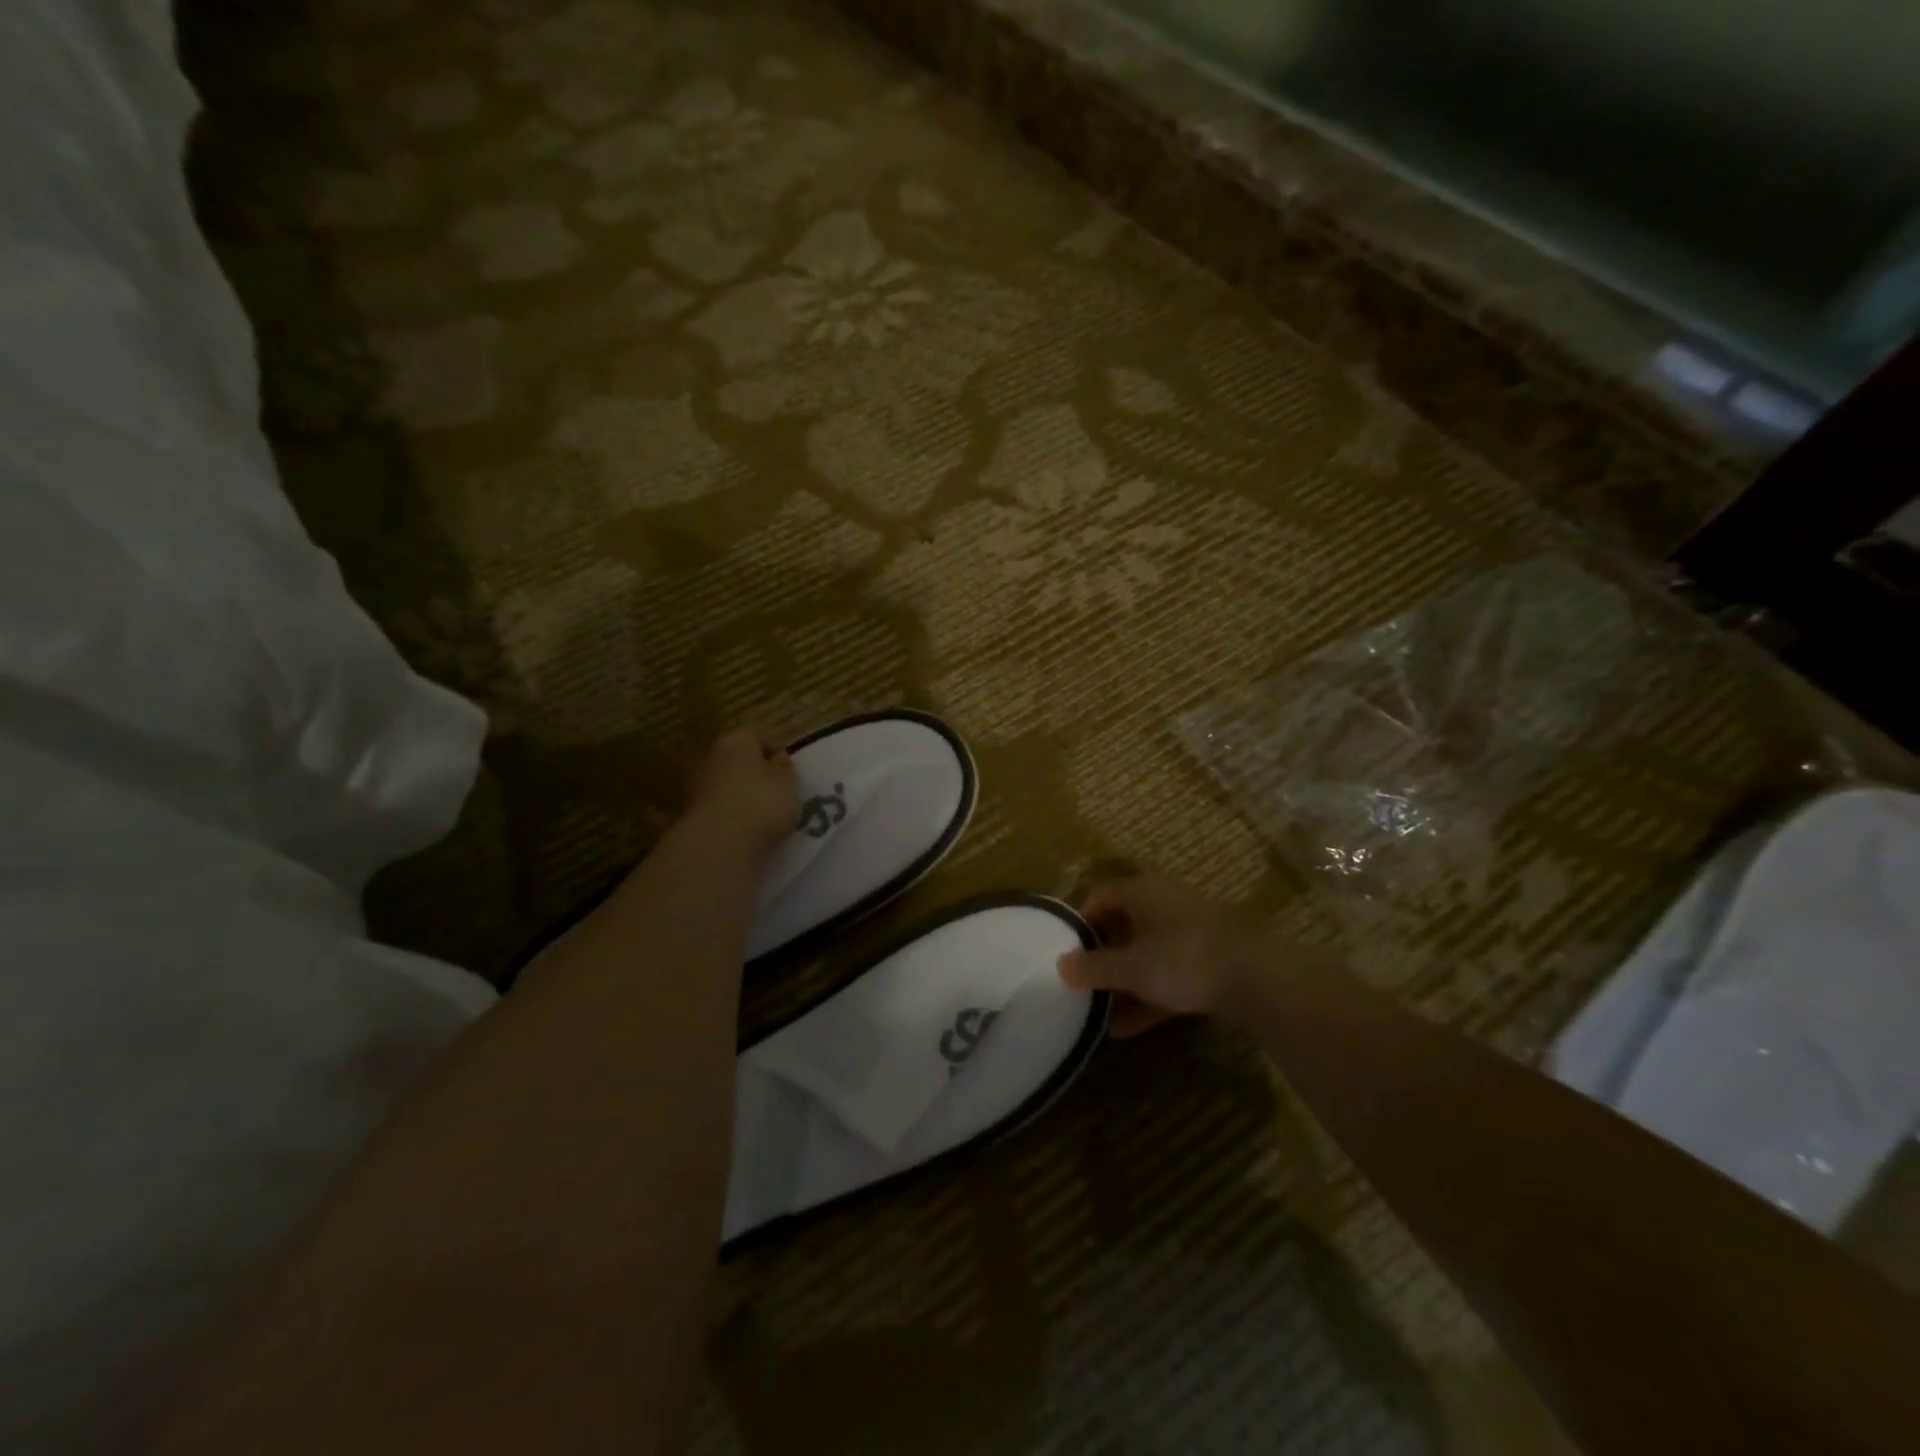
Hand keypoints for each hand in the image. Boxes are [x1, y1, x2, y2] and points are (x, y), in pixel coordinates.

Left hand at [683, 728, 798, 857]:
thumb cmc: (762, 803)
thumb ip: (784, 768)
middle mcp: (709, 756)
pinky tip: (738, 829)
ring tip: (756, 814)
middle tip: (771, 790)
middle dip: (750, 771)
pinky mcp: (686, 813)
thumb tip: (777, 758)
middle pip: (733, 758)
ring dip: (734, 793)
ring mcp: (693, 785)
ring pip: (720, 783)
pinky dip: (723, 814)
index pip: (754, 735)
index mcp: (735, 741)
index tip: (785, 768)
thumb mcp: (788, 783)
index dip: (771, 749)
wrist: (718, 843)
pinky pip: (712, 808)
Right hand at [1057, 875, 1250, 1036]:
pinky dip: (1149, 994)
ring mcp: (1189, 930)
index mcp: (1141, 891)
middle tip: (1082, 984)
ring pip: (1146, 953)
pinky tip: (1129, 1027)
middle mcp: (1163, 902)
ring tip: (1101, 1014)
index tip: (1066, 952)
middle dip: (1102, 958)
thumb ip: (1094, 968)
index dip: (1080, 923)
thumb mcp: (1131, 968)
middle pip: (1122, 926)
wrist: (1258, 978)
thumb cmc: (1182, 959)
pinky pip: (1169, 972)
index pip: (1099, 897)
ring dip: (1124, 982)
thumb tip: (1061, 965)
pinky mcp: (1209, 958)